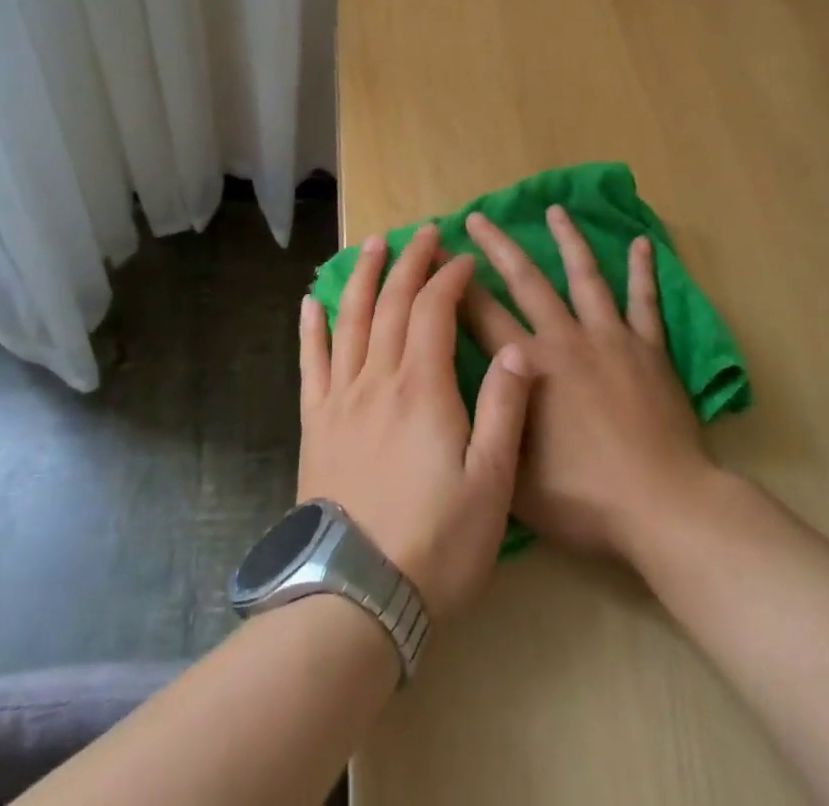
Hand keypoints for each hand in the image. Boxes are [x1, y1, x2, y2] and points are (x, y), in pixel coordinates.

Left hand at [298, 224, 534, 619]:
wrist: (355, 597)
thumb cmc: (436, 542)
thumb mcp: (491, 482)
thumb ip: (504, 408)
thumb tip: (517, 347)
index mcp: (422, 387)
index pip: (434, 310)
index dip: (450, 278)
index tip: (464, 259)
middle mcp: (377, 379)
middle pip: (392, 303)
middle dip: (409, 262)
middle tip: (423, 232)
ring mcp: (340, 399)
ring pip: (351, 320)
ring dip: (363, 277)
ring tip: (372, 245)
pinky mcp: (315, 423)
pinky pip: (310, 363)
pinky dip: (312, 328)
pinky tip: (312, 302)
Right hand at [460, 206, 716, 563]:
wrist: (662, 506)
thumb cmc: (584, 498)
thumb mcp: (514, 476)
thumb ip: (487, 425)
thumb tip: (460, 388)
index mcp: (528, 367)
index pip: (480, 314)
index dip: (452, 283)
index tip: (435, 254)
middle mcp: (565, 339)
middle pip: (525, 280)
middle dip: (497, 246)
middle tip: (477, 216)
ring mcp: (610, 337)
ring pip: (585, 276)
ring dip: (568, 240)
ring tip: (555, 210)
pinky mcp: (649, 348)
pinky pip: (645, 301)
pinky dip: (643, 271)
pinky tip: (642, 243)